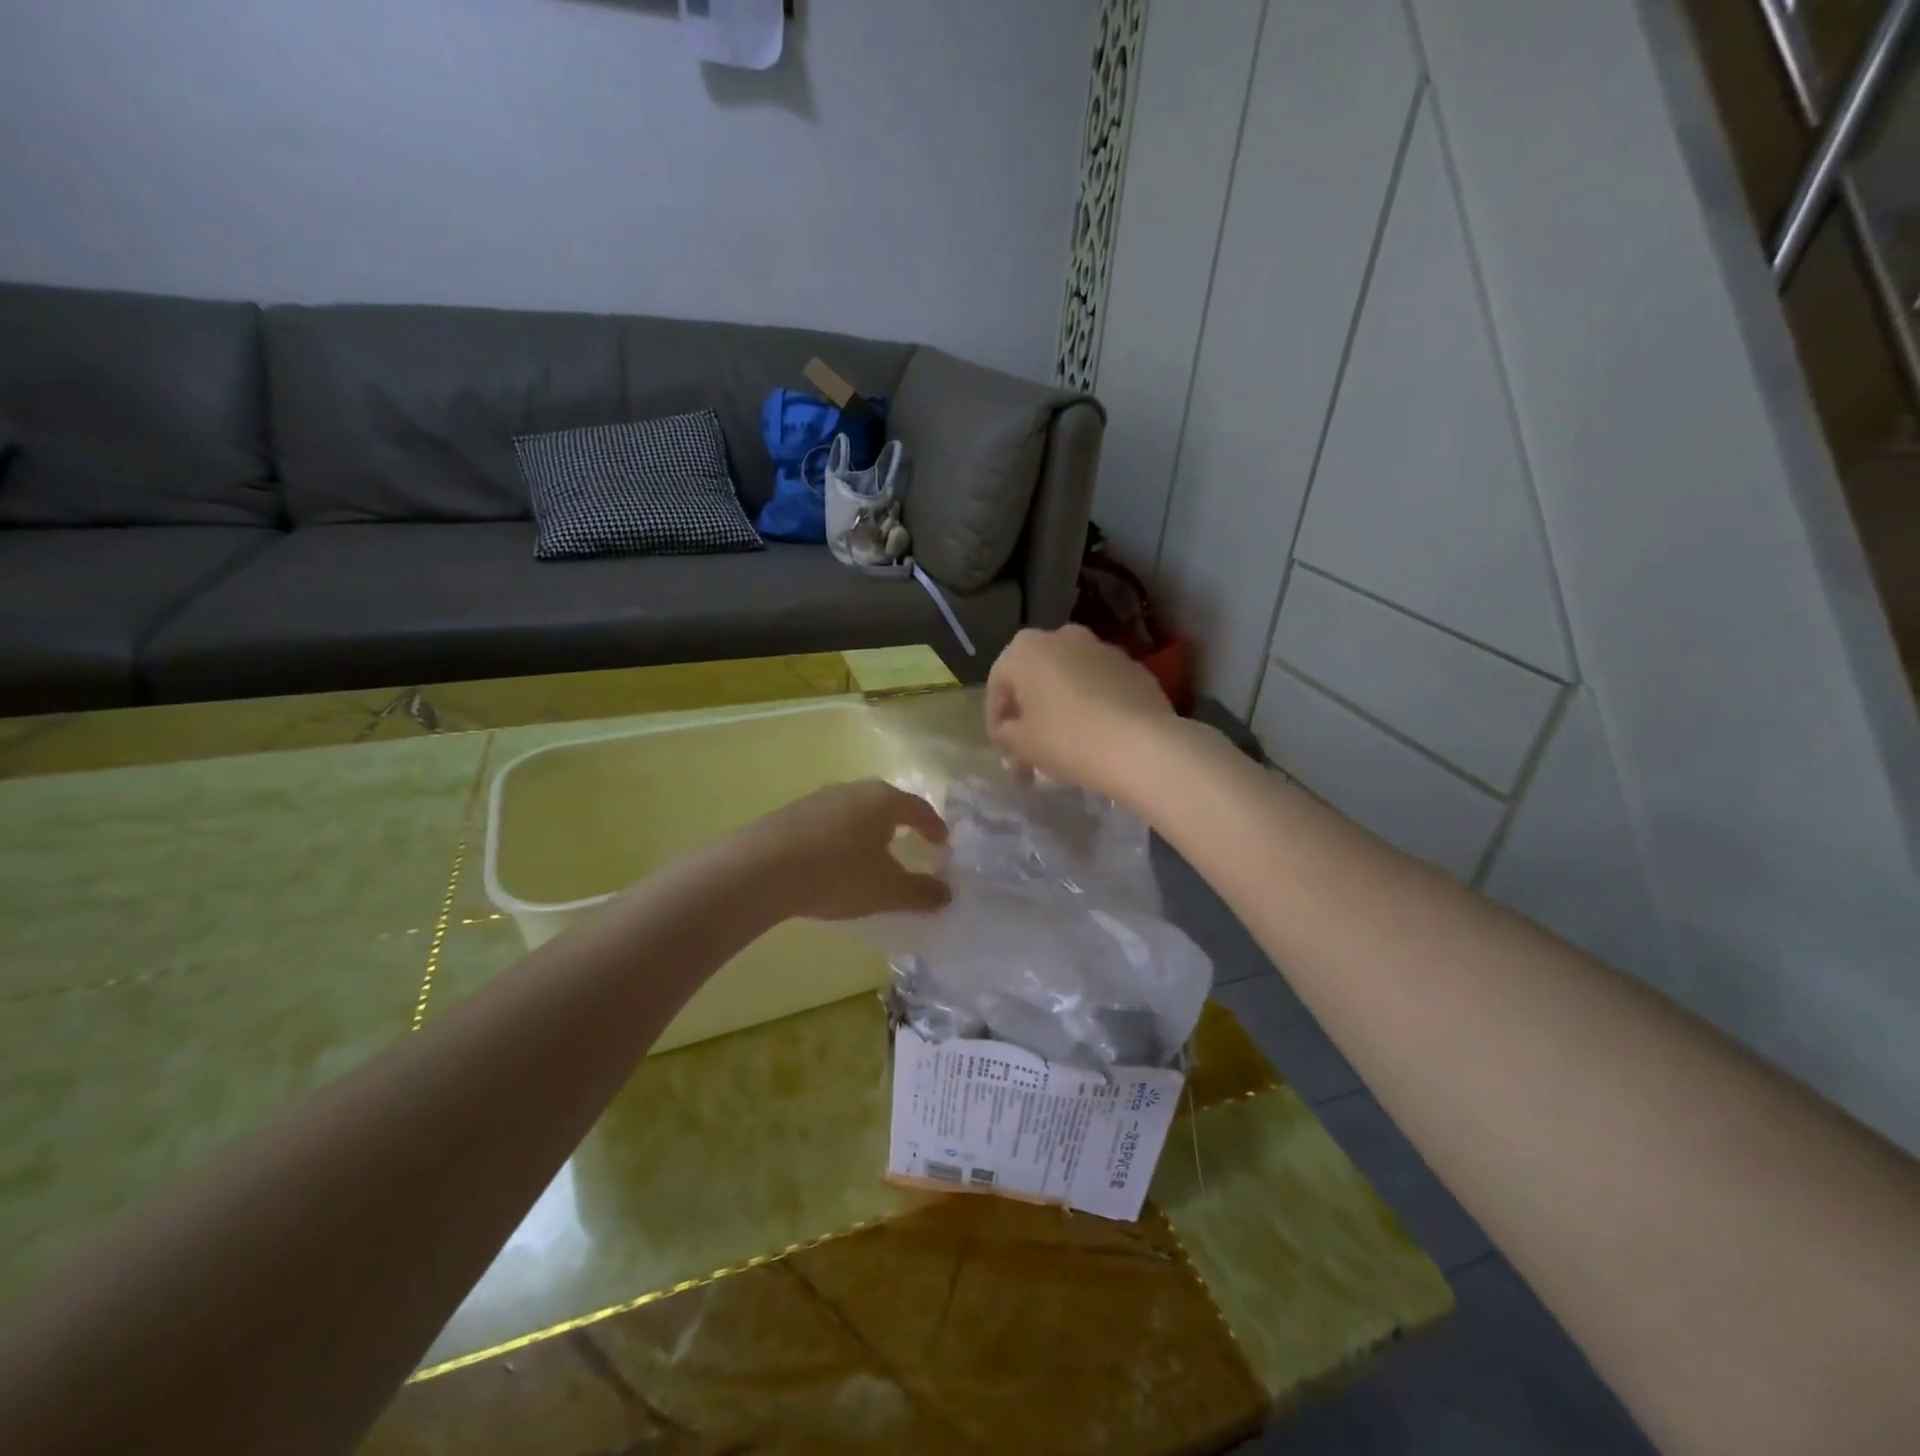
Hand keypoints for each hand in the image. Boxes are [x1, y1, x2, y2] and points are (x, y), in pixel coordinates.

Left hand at [734, 779, 950, 920]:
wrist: (761, 869)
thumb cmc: (838, 874)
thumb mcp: (887, 890)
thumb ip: (921, 892)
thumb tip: (947, 893)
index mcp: (883, 800)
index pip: (918, 808)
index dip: (933, 826)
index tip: (942, 843)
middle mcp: (854, 790)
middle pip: (886, 803)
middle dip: (901, 823)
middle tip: (911, 843)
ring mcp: (819, 798)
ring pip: (855, 811)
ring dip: (868, 830)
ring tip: (872, 854)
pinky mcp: (792, 813)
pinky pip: (829, 823)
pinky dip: (841, 838)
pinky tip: (835, 861)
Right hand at [985, 626, 1175, 800]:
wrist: (1140, 744)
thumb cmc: (1066, 739)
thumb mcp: (1021, 744)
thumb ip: (1006, 733)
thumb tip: (1009, 731)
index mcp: (1025, 648)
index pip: (998, 684)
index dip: (995, 718)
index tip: (1002, 747)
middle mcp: (1062, 636)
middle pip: (1035, 673)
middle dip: (1029, 705)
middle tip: (1029, 740)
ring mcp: (1102, 648)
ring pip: (1070, 675)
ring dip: (1062, 701)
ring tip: (1065, 738)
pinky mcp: (1133, 666)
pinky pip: (1101, 684)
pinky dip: (1093, 702)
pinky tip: (1097, 732)